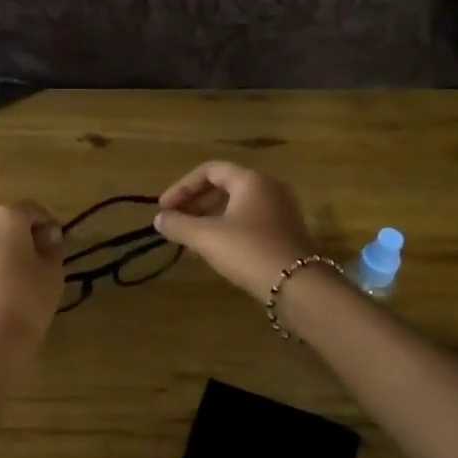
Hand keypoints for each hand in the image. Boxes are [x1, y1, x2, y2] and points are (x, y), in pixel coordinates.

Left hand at [0, 202, 65, 371]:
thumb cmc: (27, 301)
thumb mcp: (52, 271)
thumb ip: (52, 246)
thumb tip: (47, 236)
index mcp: (5, 216)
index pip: (33, 210)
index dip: (48, 226)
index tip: (57, 247)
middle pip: (6, 222)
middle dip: (23, 236)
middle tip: (39, 262)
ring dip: (2, 251)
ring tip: (16, 279)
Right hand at [154, 161, 316, 302]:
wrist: (299, 286)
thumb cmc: (249, 251)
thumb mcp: (207, 237)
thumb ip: (179, 225)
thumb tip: (159, 219)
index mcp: (251, 180)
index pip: (210, 171)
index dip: (182, 187)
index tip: (164, 208)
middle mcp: (269, 189)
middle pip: (225, 187)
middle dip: (195, 203)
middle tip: (175, 222)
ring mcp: (281, 211)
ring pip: (237, 206)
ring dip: (210, 218)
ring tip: (190, 238)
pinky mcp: (286, 233)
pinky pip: (250, 222)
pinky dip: (228, 229)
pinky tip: (215, 250)